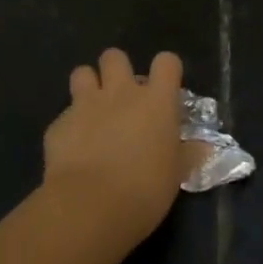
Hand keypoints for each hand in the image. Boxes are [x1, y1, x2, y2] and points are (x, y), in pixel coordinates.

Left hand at [43, 48, 191, 250]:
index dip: (167, 70)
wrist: (89, 207)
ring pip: (83, 73)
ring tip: (93, 110)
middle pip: (115, 57)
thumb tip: (203, 147)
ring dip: (88, 85)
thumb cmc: (144, 190)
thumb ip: (187, 155)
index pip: (166, 62)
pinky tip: (73, 149)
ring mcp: (86, 105)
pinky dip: (70, 126)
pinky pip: (65, 115)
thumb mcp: (175, 175)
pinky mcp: (58, 124)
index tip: (166, 88)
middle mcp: (121, 93)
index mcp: (156, 101)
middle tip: (122, 96)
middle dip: (117, 69)